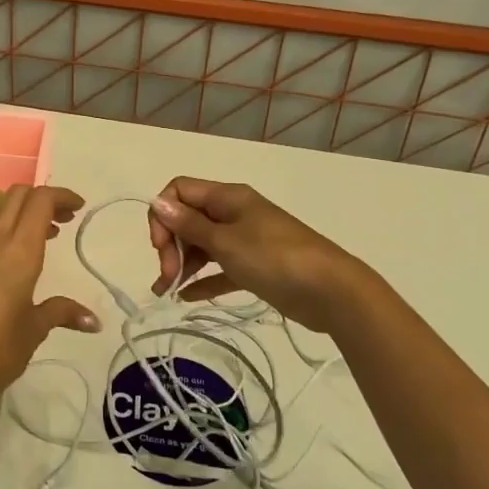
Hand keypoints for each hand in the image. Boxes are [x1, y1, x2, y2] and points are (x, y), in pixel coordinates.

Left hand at [0, 185, 98, 417]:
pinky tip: (27, 260)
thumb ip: (62, 313)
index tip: (80, 208)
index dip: (61, 196)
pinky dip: (14, 233)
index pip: (39, 201)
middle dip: (44, 198)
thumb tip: (94, 320)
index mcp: (17, 252)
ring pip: (3, 215)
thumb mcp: (35, 330)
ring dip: (28, 215)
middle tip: (68, 216)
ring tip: (54, 235)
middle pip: (18, 197)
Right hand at [146, 177, 362, 331]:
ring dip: (182, 264)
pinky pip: (220, 268)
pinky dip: (203, 279)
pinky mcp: (255, 266)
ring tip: (168, 292)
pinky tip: (187, 297)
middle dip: (171, 245)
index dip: (163, 215)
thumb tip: (157, 202)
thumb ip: (189, 225)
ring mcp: (245, 240)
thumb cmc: (274, 258)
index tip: (159, 246)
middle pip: (188, 219)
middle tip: (167, 276)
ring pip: (202, 245)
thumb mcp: (226, 241)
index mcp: (227, 197)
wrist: (331, 291)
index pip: (180, 191)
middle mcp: (234, 213)